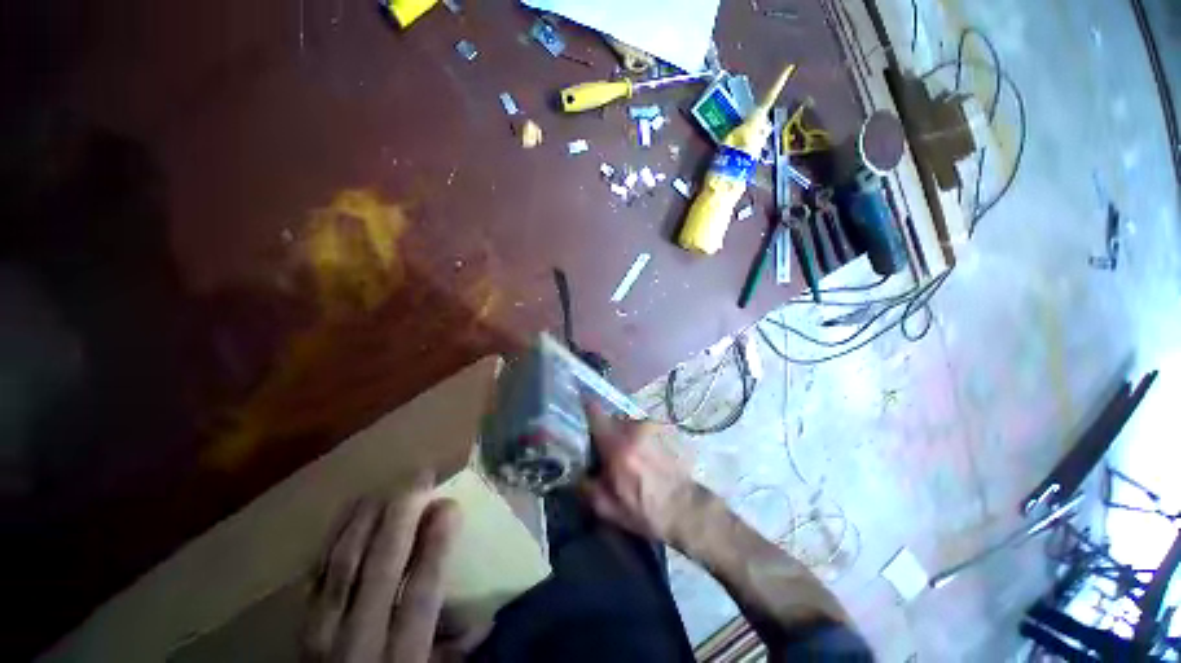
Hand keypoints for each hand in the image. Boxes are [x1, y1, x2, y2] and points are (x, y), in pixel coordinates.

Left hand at [303, 475, 460, 661]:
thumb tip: (487, 616)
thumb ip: (454, 651)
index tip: (451, 505)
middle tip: (423, 476)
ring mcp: (322, 630)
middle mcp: (360, 639)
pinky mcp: (300, 624)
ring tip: (390, 485)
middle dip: (403, 515)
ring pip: (344, 562)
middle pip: (381, 566)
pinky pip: (316, 570)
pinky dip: (334, 535)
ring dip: (369, 517)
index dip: (436, 545)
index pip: (421, 592)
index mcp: (401, 657)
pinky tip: (350, 509)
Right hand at [579, 405, 700, 543]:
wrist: (685, 508)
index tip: (577, 407)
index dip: (584, 407)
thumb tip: (574, 470)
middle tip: (604, 451)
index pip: (595, 413)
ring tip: (627, 456)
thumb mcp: (608, 508)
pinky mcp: (663, 428)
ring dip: (621, 434)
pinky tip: (643, 456)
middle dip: (604, 432)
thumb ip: (585, 487)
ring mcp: (651, 426)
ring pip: (625, 422)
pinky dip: (636, 437)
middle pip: (610, 419)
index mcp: (618, 446)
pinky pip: (640, 427)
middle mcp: (634, 429)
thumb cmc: (645, 511)